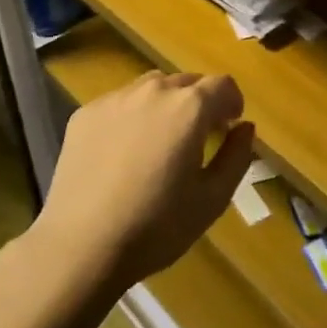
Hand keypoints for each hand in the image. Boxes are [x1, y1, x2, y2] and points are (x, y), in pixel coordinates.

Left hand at [31, 70, 255, 290]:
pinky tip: (123, 153)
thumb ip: (237, 156)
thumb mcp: (212, 199)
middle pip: (187, 82)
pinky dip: (131, 116)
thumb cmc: (157, 226)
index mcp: (189, 107)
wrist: (81, 245)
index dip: (232, 102)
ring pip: (152, 87)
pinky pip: (120, 103)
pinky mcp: (86, 113)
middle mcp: (153, 90)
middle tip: (197, 137)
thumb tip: (245, 127)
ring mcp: (115, 98)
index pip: (223, 84)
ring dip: (165, 104)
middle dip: (199, 102)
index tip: (229, 126)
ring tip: (160, 141)